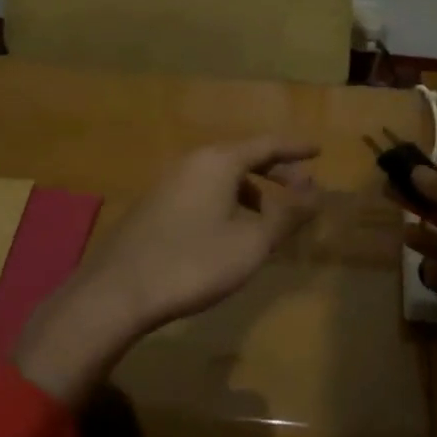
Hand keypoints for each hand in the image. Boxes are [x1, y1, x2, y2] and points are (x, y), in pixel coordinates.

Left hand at [15, 137, 320, 403]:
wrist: (117, 292)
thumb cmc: (193, 262)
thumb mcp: (251, 243)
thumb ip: (287, 216)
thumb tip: (315, 193)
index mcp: (219, 161)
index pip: (267, 144)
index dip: (296, 148)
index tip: (319, 150)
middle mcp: (193, 161)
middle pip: (245, 157)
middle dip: (277, 172)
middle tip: (303, 191)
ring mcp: (170, 182)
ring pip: (223, 176)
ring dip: (253, 192)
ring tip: (270, 220)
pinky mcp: (155, 205)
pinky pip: (204, 191)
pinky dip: (229, 201)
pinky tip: (231, 233)